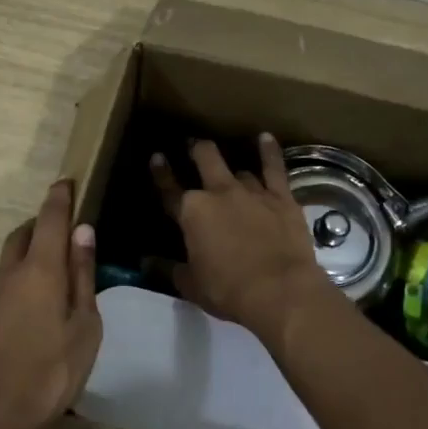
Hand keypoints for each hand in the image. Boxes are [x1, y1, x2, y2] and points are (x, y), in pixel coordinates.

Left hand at [0, 179, 101, 428]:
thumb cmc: (50, 371)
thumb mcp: (84, 326)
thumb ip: (82, 276)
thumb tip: (83, 232)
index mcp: (40, 270)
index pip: (50, 218)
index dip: (59, 197)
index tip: (66, 181)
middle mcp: (8, 274)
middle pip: (23, 235)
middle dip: (41, 225)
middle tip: (61, 232)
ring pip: (8, 262)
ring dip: (27, 256)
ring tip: (48, 275)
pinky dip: (15, 286)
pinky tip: (26, 314)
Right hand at [151, 135, 333, 340]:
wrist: (279, 290)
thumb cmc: (228, 291)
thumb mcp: (191, 285)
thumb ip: (169, 269)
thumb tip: (147, 262)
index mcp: (191, 213)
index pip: (169, 189)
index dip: (161, 173)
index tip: (156, 157)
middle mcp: (219, 193)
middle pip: (205, 159)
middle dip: (196, 149)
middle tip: (193, 145)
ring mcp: (252, 191)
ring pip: (238, 168)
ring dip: (231, 167)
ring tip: (229, 165)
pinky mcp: (281, 196)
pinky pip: (274, 167)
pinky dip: (269, 151)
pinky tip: (266, 138)